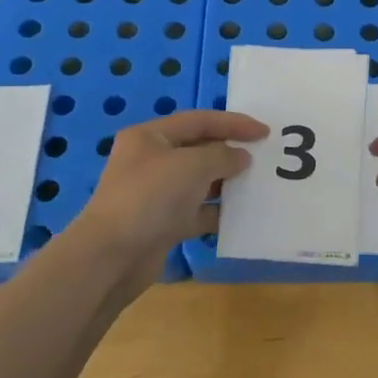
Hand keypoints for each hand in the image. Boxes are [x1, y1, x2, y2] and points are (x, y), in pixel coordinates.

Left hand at [70, 110, 267, 287]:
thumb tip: (241, 158)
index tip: (265, 133)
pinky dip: (217, 212)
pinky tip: (240, 216)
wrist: (112, 257)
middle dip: (230, 152)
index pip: (199, 120)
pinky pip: (197, 212)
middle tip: (263, 158)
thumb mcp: (192, 165)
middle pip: (198, 149)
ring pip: (199, 182)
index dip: (233, 123)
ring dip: (227, 183)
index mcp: (150, 137)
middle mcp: (151, 161)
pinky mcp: (162, 224)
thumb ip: (223, 156)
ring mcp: (156, 194)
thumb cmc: (151, 197)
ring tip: (257, 185)